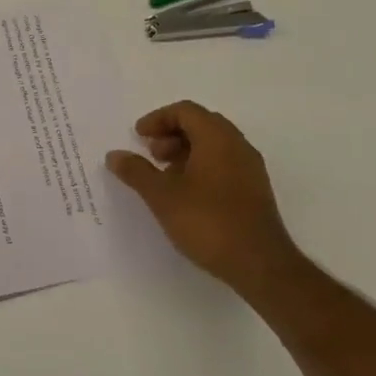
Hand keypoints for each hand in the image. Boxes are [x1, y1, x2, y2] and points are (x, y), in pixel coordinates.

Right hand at [107, 100, 302, 303]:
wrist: (260, 265)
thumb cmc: (208, 222)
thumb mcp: (162, 196)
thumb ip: (136, 172)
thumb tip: (114, 155)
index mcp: (217, 138)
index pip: (185, 111)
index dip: (158, 119)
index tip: (139, 137)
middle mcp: (237, 145)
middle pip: (201, 124)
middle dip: (172, 134)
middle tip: (152, 154)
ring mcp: (251, 168)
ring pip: (214, 145)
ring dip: (186, 151)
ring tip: (166, 177)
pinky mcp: (255, 190)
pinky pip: (225, 163)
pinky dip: (202, 166)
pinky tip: (187, 194)